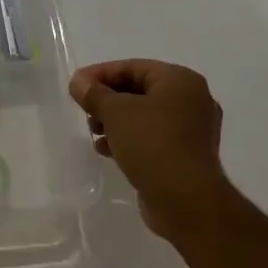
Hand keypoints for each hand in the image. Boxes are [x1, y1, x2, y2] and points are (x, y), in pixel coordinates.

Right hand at [68, 59, 229, 240]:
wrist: (186, 200)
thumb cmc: (151, 143)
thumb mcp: (115, 112)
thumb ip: (93, 93)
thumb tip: (78, 82)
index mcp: (181, 81)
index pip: (133, 67)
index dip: (100, 74)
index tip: (76, 86)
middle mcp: (191, 100)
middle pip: (139, 90)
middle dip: (107, 100)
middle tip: (85, 111)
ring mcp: (191, 130)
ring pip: (144, 116)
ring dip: (115, 121)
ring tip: (95, 133)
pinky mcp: (185, 155)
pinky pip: (151, 137)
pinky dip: (129, 139)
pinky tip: (108, 150)